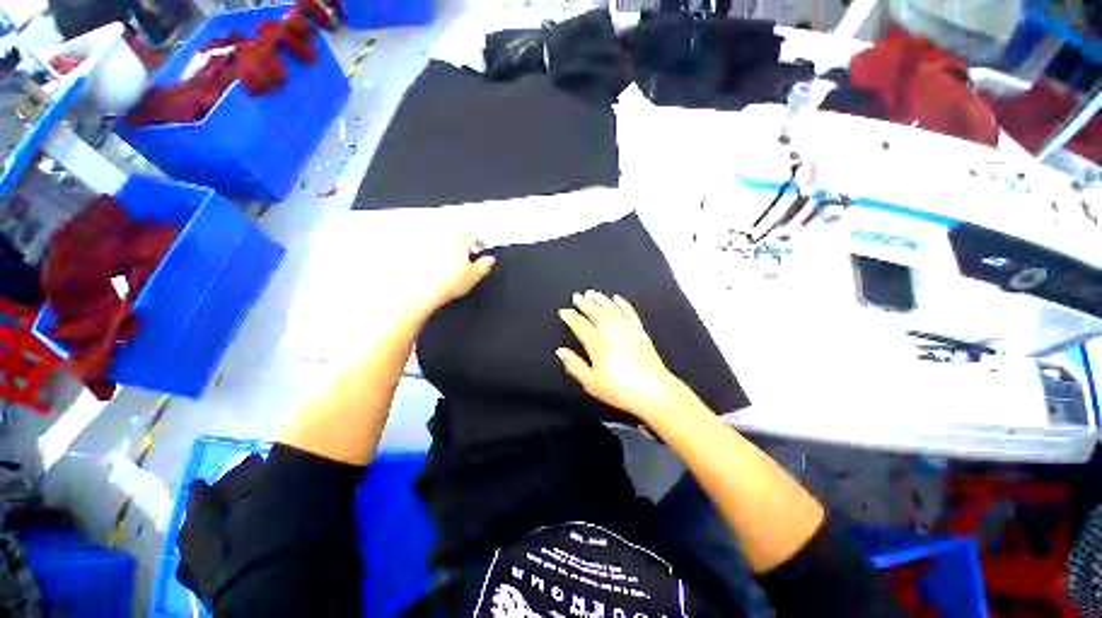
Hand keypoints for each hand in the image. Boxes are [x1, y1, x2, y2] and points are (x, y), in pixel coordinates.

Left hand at [415, 237, 495, 317]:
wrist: (423, 293)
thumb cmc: (447, 283)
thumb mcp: (475, 275)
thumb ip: (486, 264)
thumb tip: (490, 260)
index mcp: (459, 240)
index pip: (474, 237)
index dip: (480, 244)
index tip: (480, 248)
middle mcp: (442, 237)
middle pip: (457, 238)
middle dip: (463, 247)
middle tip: (467, 259)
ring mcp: (427, 244)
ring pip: (443, 245)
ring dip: (448, 252)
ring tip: (451, 265)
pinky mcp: (416, 252)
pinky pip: (428, 252)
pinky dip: (434, 258)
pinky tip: (437, 269)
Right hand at [557, 290, 685, 421]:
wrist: (654, 392)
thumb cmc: (620, 389)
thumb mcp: (591, 383)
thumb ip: (574, 365)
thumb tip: (561, 351)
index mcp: (597, 344)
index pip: (580, 325)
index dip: (570, 317)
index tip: (564, 311)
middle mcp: (611, 332)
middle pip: (595, 312)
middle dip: (584, 303)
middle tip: (577, 296)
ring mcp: (627, 330)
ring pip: (611, 309)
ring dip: (601, 299)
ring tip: (592, 293)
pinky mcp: (640, 331)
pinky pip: (630, 312)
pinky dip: (623, 304)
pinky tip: (617, 298)